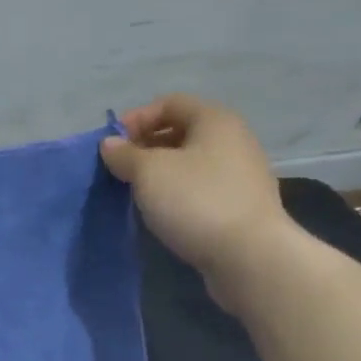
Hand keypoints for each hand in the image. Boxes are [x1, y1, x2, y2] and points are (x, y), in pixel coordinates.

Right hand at [100, 95, 289, 308]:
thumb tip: (110, 144)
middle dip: (146, 146)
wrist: (250, 257)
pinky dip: (177, 193)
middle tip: (120, 169)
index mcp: (215, 120)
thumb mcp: (148, 172)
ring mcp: (240, 175)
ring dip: (159, 173)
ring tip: (136, 192)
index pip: (170, 103)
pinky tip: (161, 212)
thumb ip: (125, 154)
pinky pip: (201, 188)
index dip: (137, 118)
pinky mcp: (240, 206)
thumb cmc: (196, 201)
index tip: (113, 145)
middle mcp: (233, 140)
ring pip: (190, 162)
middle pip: (181, 131)